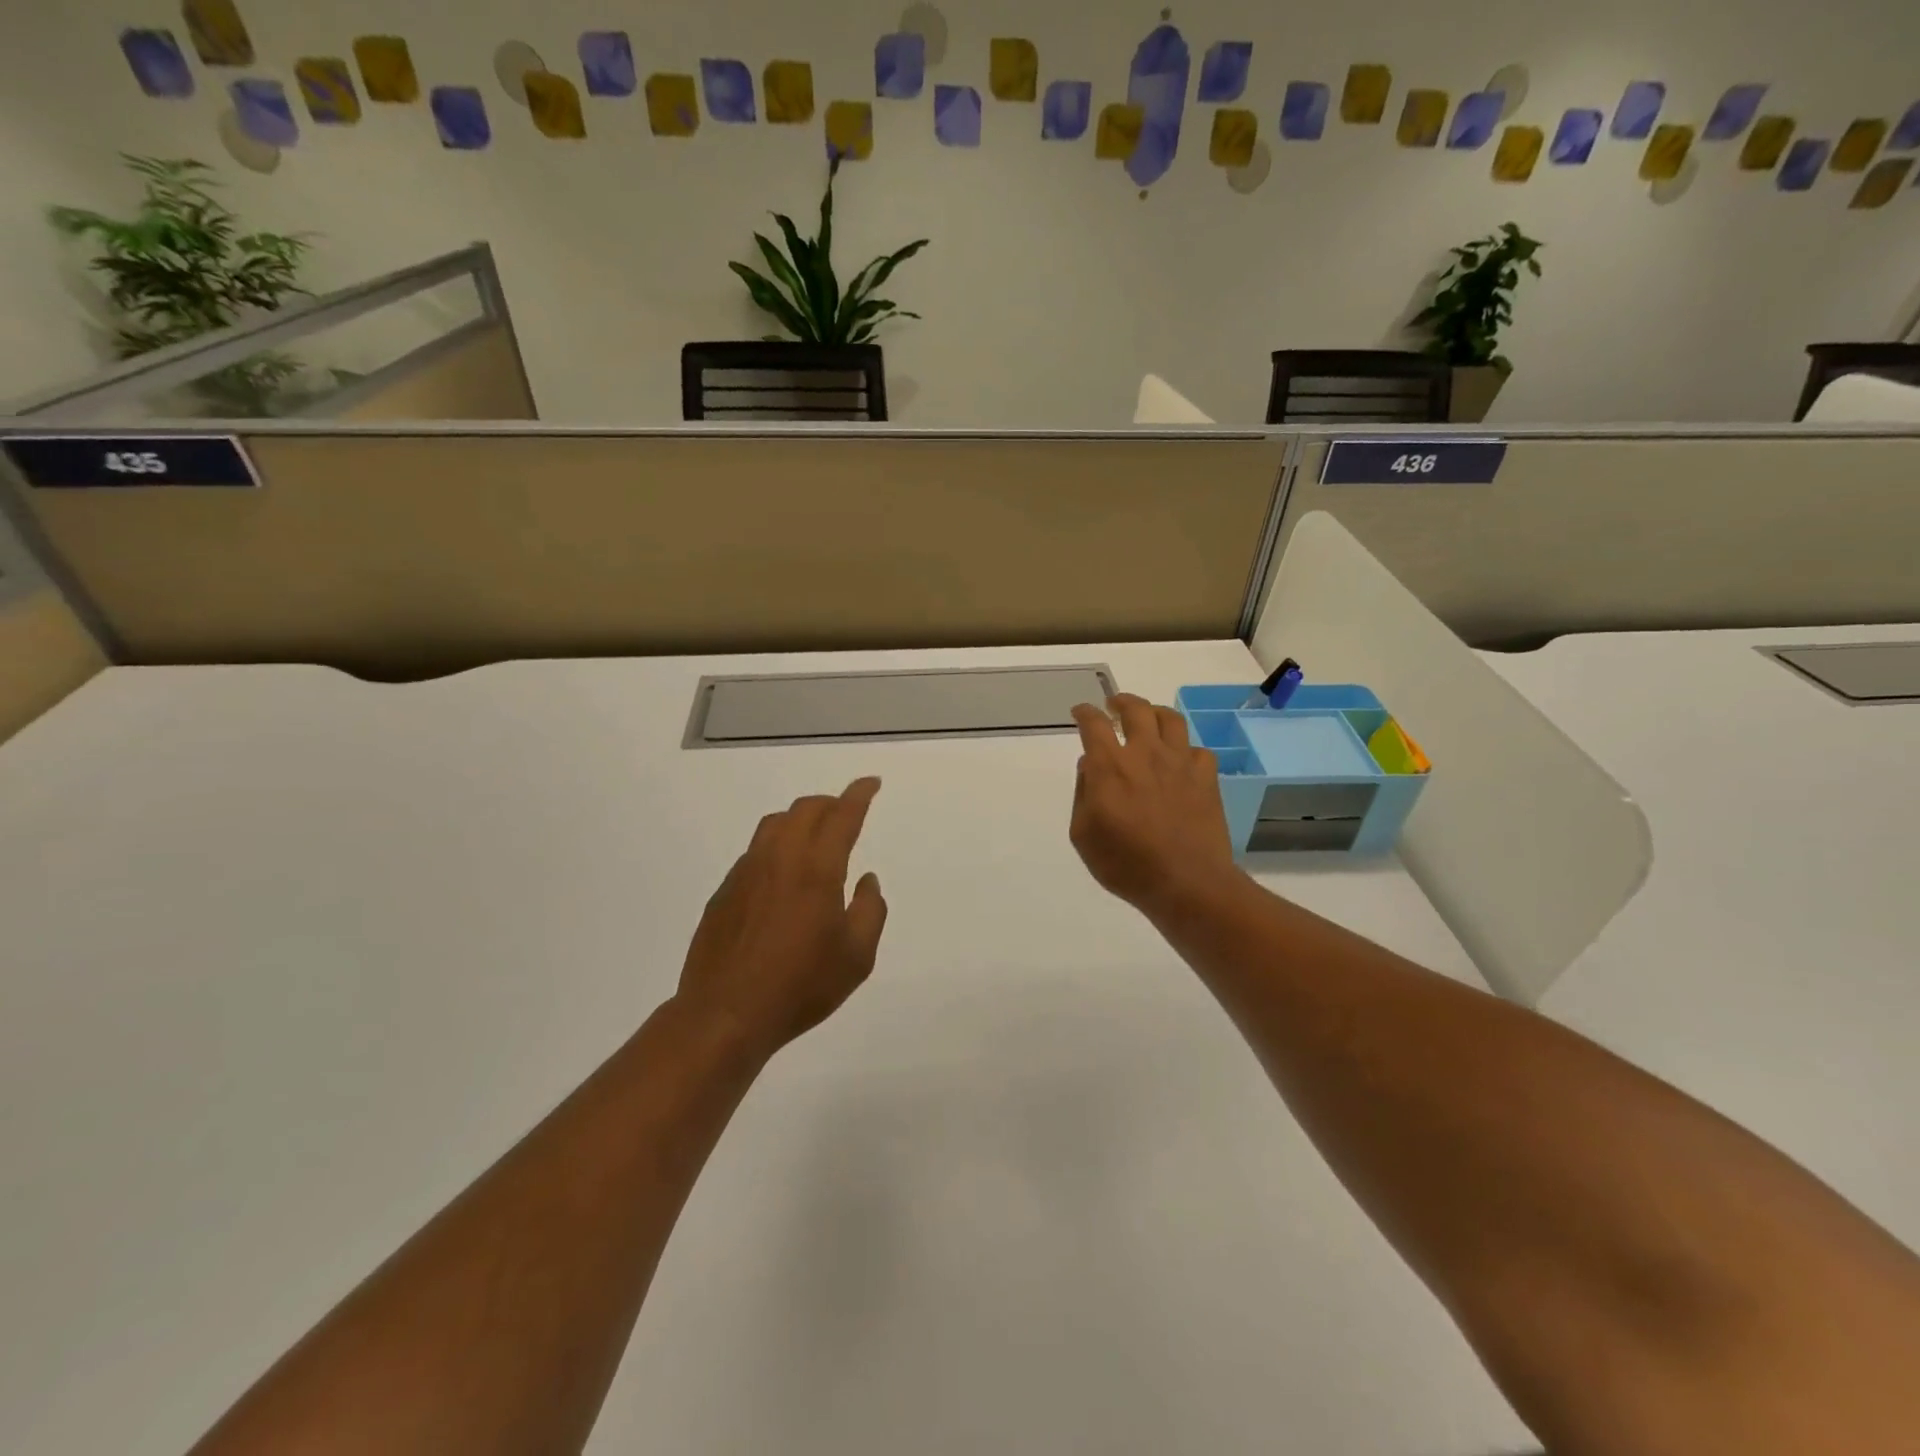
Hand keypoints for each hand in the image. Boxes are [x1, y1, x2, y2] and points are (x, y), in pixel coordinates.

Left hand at [676, 778, 888, 1060]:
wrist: (725, 1013)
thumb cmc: (801, 985)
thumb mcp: (857, 956)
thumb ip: (870, 910)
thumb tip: (866, 880)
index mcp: (817, 868)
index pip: (842, 815)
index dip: (859, 794)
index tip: (871, 782)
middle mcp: (780, 858)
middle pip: (805, 810)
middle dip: (830, 803)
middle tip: (846, 813)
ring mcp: (746, 872)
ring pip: (774, 824)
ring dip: (800, 819)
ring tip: (814, 838)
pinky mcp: (724, 891)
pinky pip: (755, 852)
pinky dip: (776, 847)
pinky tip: (781, 876)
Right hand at [1070, 695, 1240, 917]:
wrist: (1186, 883)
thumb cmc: (1126, 864)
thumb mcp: (1083, 835)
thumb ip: (1083, 793)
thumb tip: (1090, 765)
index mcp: (1110, 767)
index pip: (1094, 724)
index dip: (1085, 712)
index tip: (1080, 711)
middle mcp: (1146, 754)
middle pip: (1136, 709)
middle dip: (1121, 701)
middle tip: (1114, 706)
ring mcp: (1180, 763)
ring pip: (1170, 719)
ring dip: (1154, 713)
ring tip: (1148, 719)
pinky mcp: (1206, 778)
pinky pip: (1197, 750)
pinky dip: (1184, 750)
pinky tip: (1179, 760)